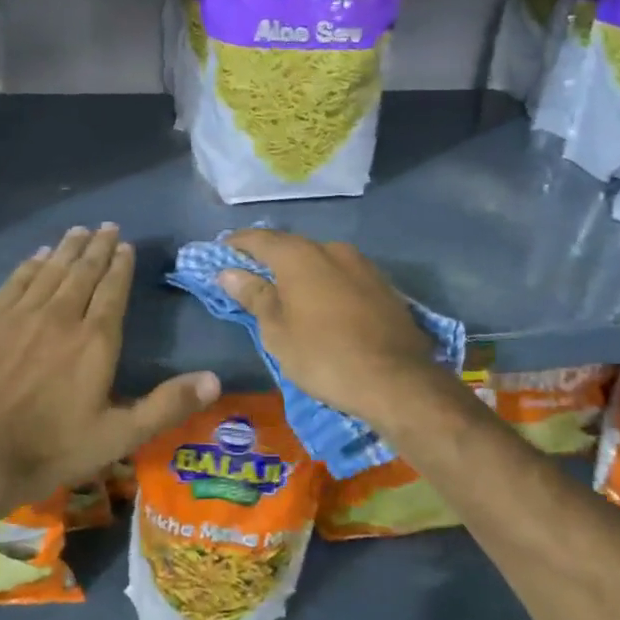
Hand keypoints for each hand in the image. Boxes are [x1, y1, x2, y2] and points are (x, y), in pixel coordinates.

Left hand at [0, 225, 219, 516]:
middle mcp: (60, 317)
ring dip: (67, 249)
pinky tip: (37, 255)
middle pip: (83, 273)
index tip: (126, 247)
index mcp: (95, 341)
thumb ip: (166, 406)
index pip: (112, 291)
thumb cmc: (48, 450)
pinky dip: (30, 265)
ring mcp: (19, 315)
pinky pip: (15, 282)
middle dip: (98, 248)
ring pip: (50, 271)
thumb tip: (215, 379)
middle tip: (107, 227)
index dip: (120, 267)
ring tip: (79, 231)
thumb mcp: (117, 437)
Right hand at [219, 229, 446, 433]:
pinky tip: (324, 305)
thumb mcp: (278, 332)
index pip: (260, 239)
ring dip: (302, 272)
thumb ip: (254, 296)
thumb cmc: (324, 356)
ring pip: (321, 261)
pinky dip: (327, 284)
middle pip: (292, 247)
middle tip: (252, 276)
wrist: (397, 380)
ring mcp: (363, 265)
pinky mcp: (384, 285)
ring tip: (288, 294)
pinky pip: (344, 276)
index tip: (222, 251)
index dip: (238, 243)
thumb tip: (229, 272)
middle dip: (270, 259)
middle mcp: (332, 249)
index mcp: (300, 256)